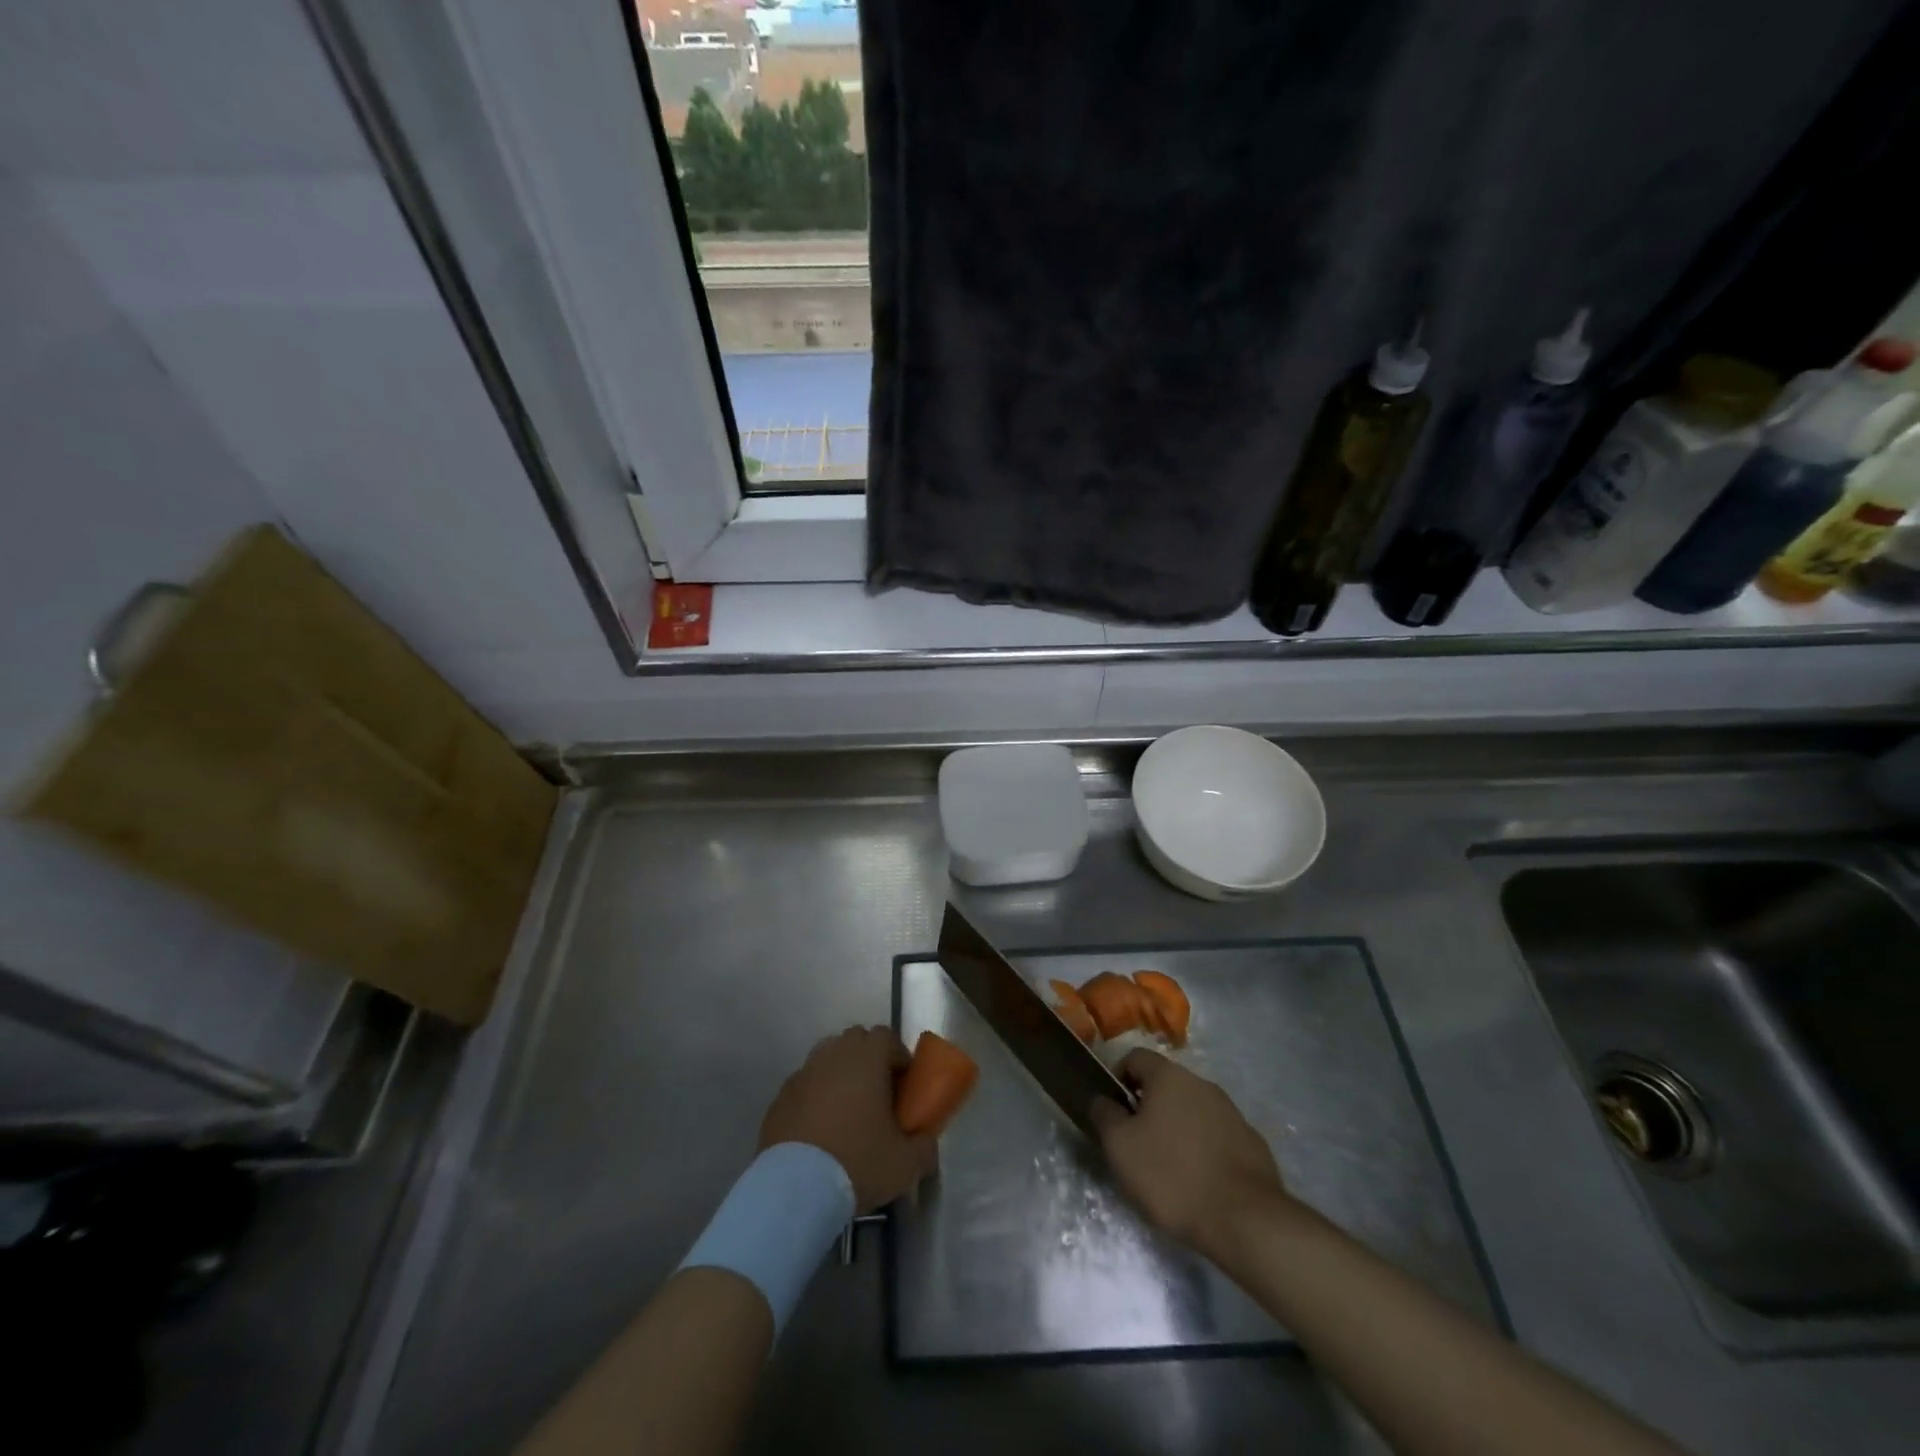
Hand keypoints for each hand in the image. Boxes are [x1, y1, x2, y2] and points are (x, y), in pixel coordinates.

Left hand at [759, 1026, 937, 1211]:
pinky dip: (814, 1095)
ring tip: (847, 1109)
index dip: (898, 1055)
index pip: (886, 1036)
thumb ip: (924, 1147)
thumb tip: (927, 1144)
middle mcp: (833, 1055)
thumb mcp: (905, 1163)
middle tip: (878, 1092)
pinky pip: (804, 1084)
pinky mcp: (779, 1097)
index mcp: (867, 1058)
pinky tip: (819, 1128)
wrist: (794, 1189)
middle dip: (868, 1058)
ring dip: (840, 1073)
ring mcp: (803, 1074)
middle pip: (855, 1040)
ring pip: (826, 1058)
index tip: (904, 1083)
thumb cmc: (857, 1162)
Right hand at [1091, 1048, 1293, 1260]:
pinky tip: (1201, 1181)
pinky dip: (1204, 1148)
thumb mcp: (1120, 1147)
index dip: (1118, 1079)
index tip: (1113, 1112)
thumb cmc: (1172, 1176)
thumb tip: (1101, 1099)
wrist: (1245, 1219)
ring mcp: (1231, 1111)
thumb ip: (1104, 1115)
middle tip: (1137, 1143)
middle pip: (1165, 1084)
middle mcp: (1202, 1083)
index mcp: (1169, 1076)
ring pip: (1192, 1109)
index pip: (1135, 1058)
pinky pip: (1217, 1135)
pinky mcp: (1252, 1141)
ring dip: (1177, 1127)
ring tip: (1169, 1167)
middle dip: (1148, 1107)